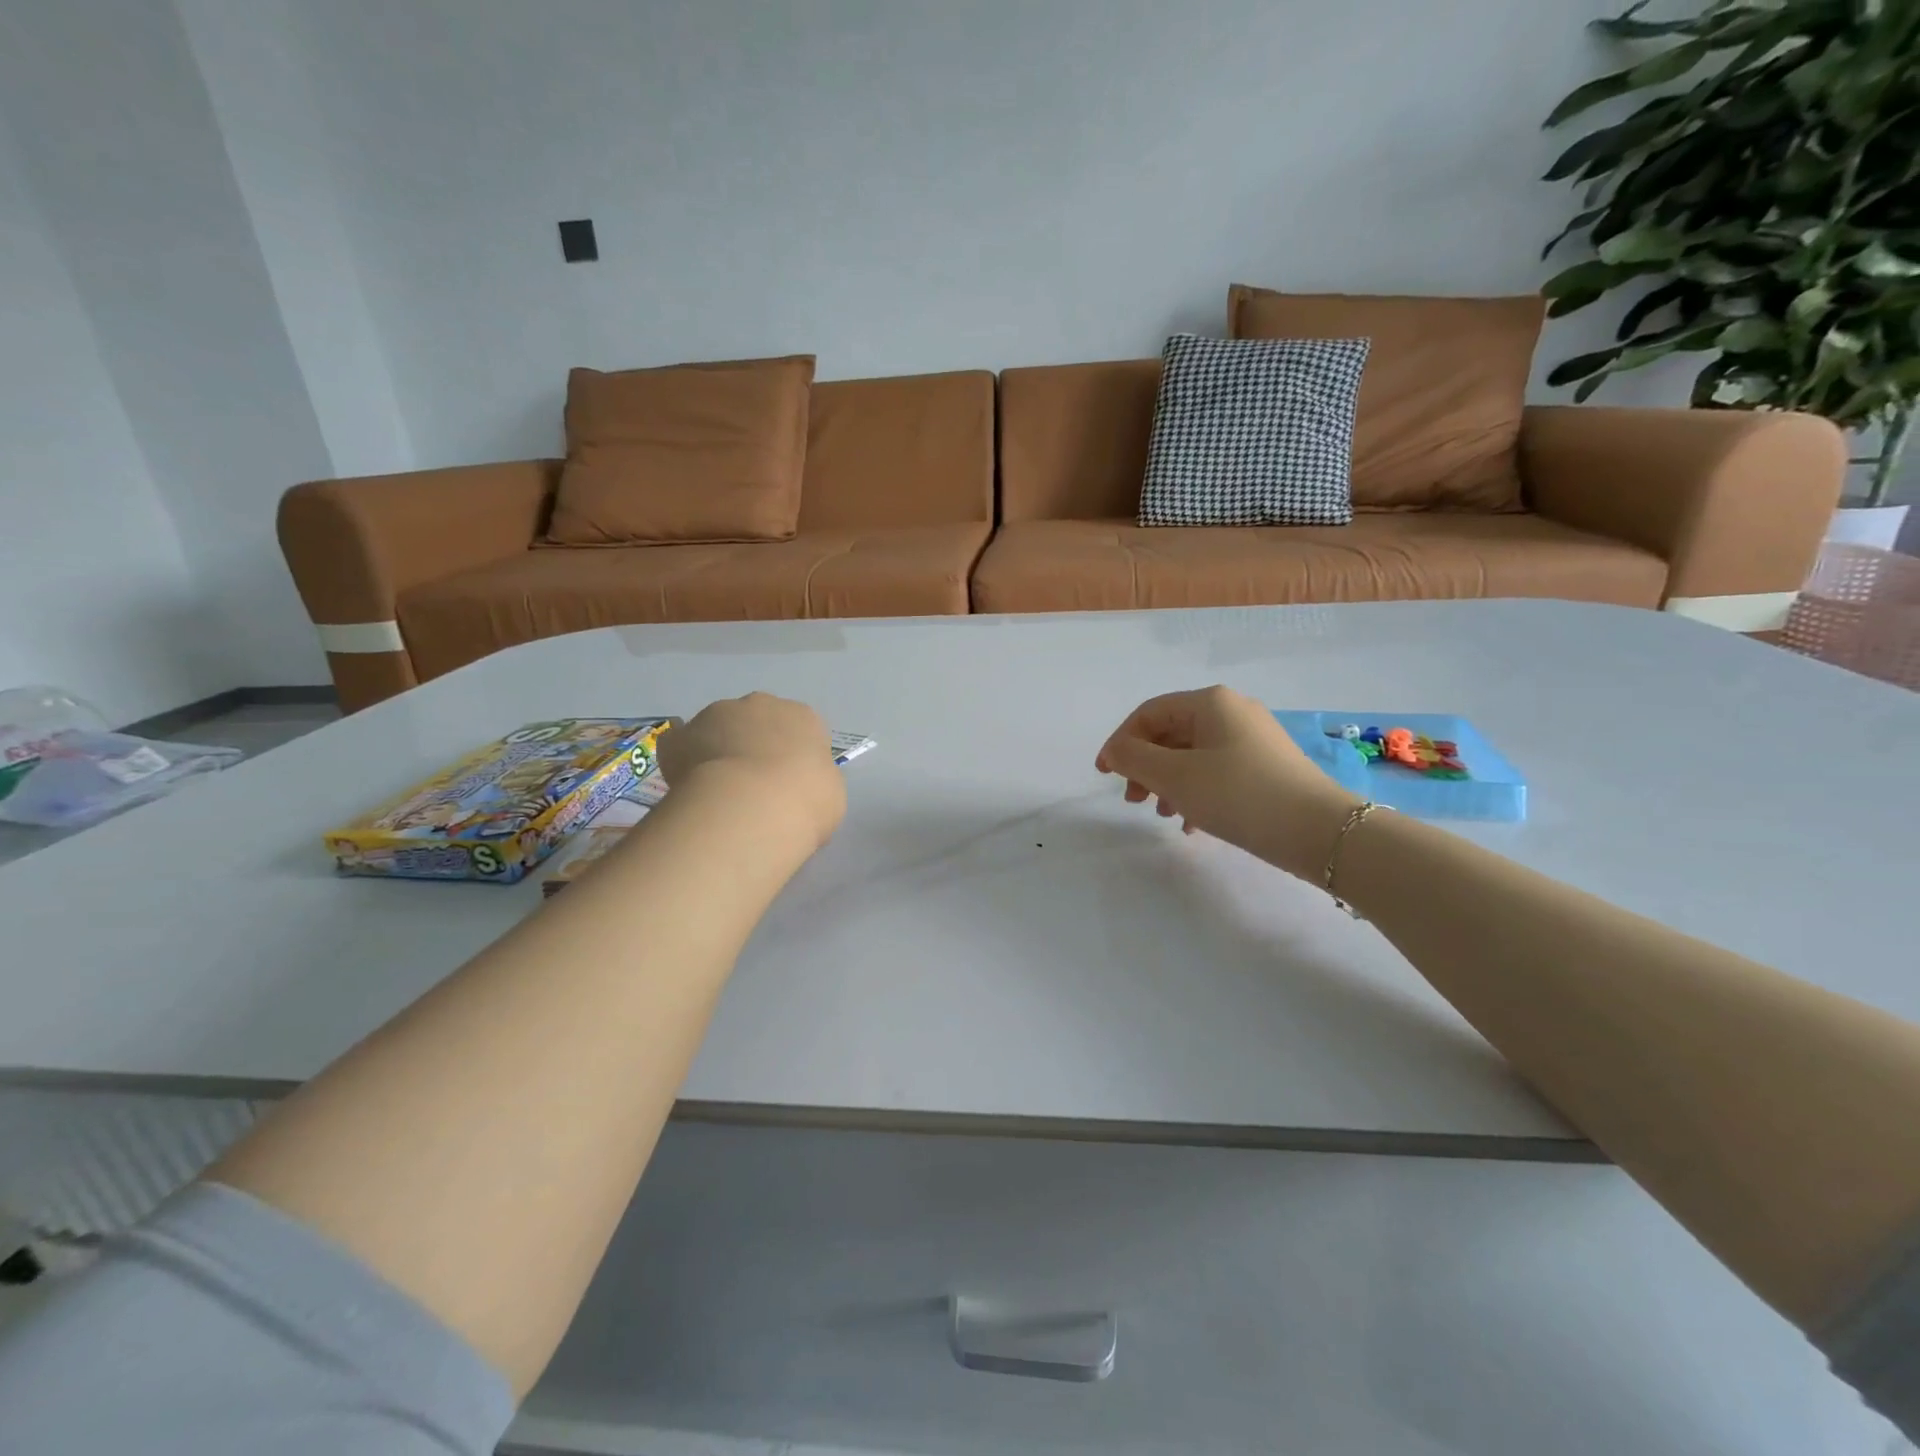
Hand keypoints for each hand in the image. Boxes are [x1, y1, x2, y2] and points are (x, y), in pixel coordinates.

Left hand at [659, 693, 846, 848]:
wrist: (752, 807)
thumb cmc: (805, 801)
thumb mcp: (830, 794)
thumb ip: (813, 780)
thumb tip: (798, 785)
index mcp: (803, 717)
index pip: (799, 729)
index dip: (791, 757)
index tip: (788, 783)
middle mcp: (761, 704)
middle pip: (756, 721)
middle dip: (752, 745)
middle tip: (753, 785)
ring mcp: (717, 714)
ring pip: (717, 729)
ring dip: (718, 750)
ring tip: (718, 792)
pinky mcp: (681, 735)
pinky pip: (680, 745)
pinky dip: (682, 761)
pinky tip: (687, 787)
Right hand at [1095, 686, 1357, 878]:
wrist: (1319, 831)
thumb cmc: (1238, 794)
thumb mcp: (1175, 776)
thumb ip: (1133, 759)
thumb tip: (1115, 751)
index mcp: (1209, 703)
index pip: (1148, 713)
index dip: (1120, 742)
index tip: (1104, 775)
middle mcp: (1232, 711)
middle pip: (1170, 733)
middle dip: (1144, 766)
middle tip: (1133, 800)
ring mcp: (1253, 738)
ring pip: (1192, 755)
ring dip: (1167, 782)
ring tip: (1161, 814)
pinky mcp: (1266, 766)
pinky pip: (1216, 771)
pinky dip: (1195, 791)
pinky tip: (1191, 823)